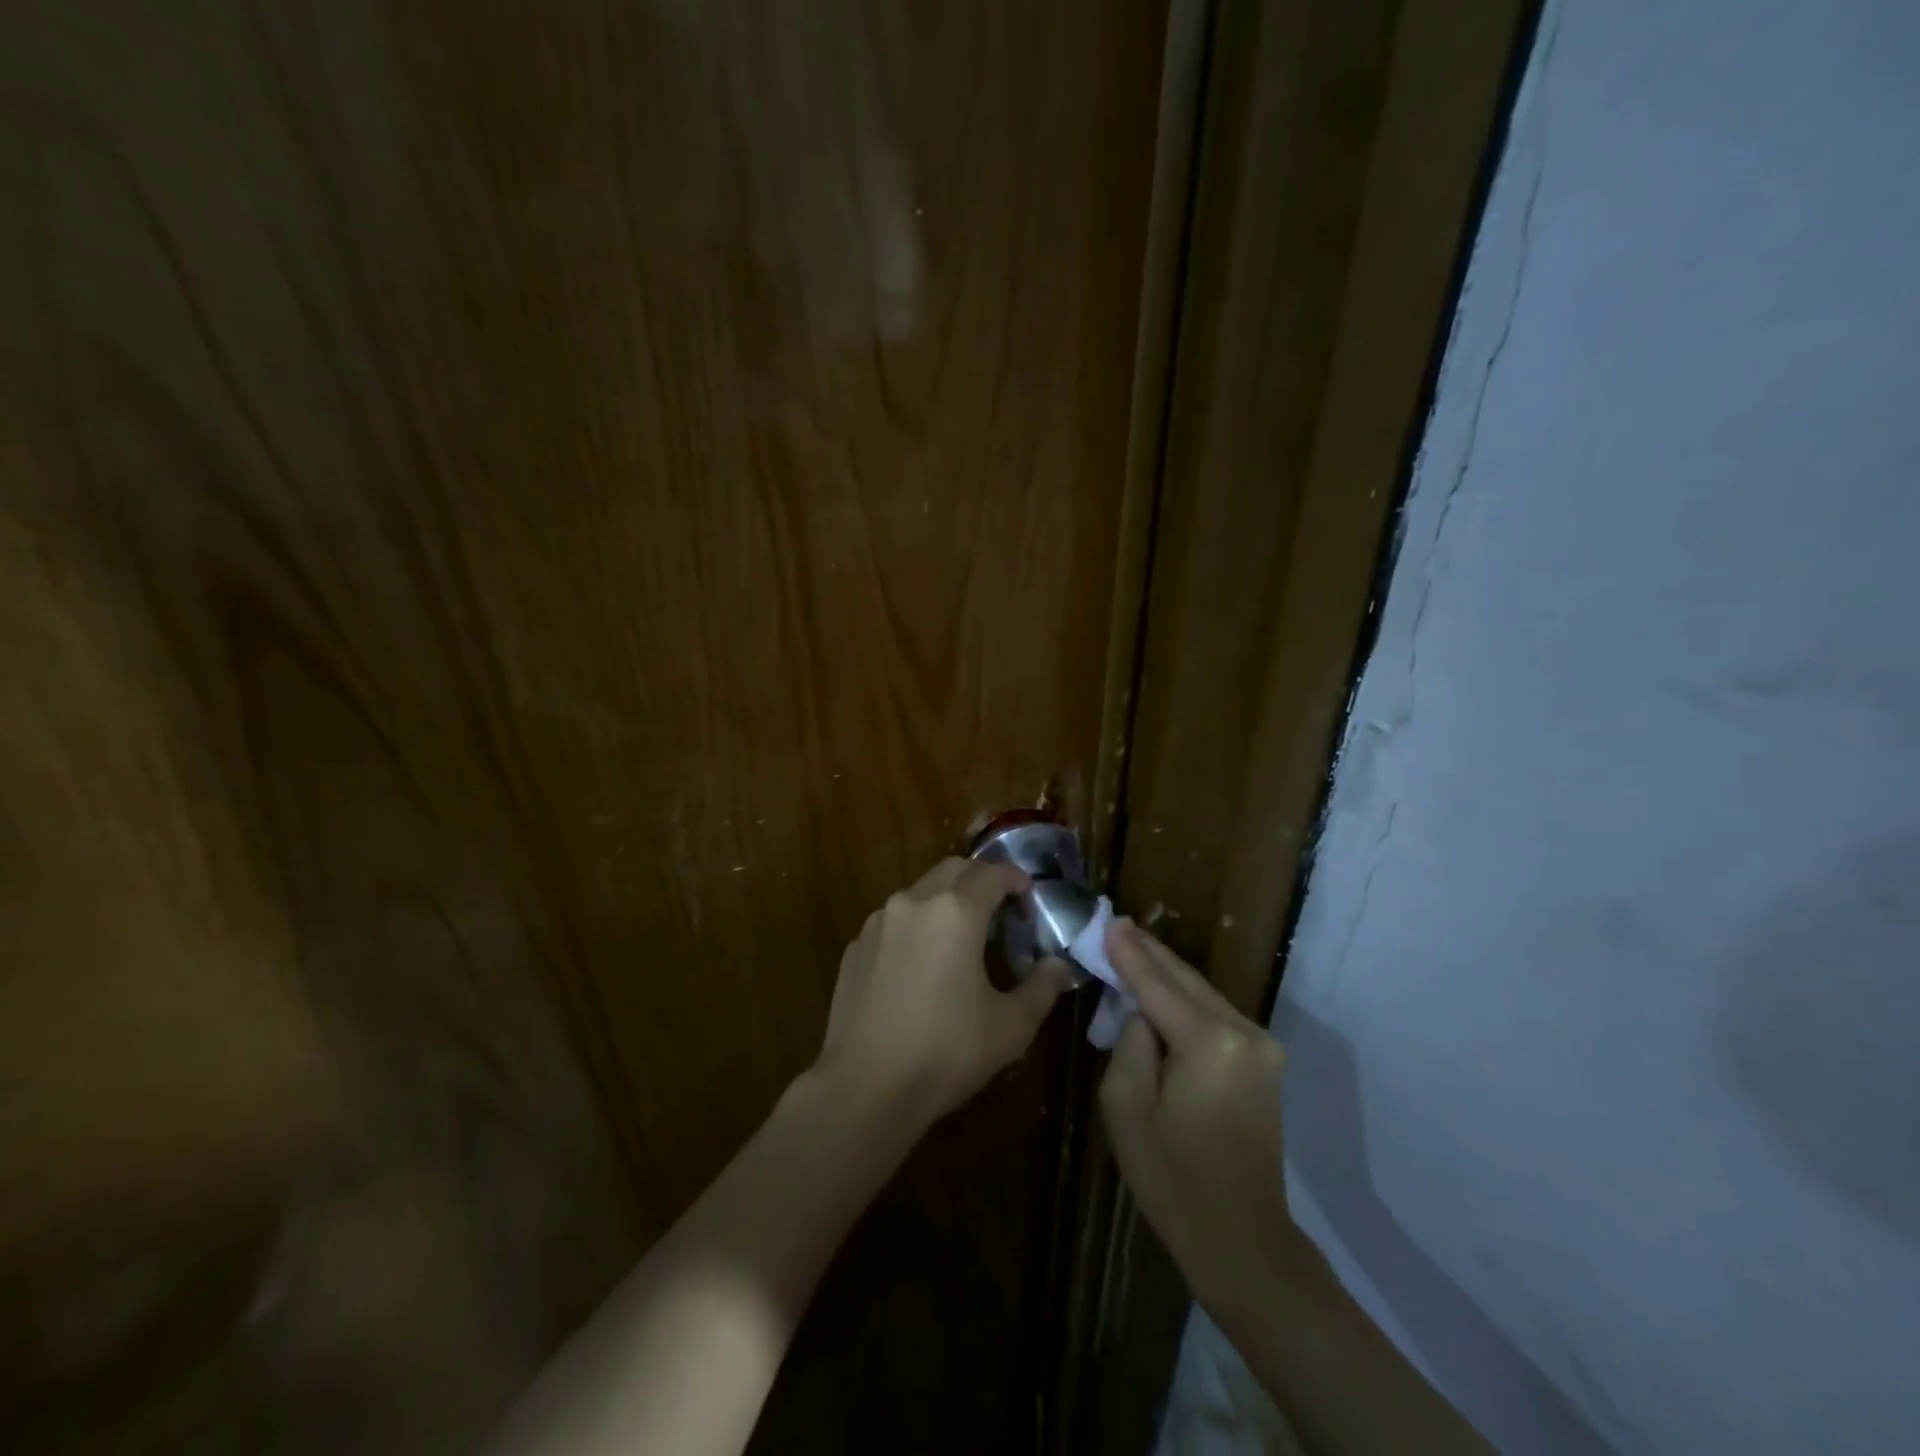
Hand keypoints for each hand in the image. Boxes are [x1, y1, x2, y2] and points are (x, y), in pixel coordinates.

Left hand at [815, 857, 1073, 1126]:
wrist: (865, 1088)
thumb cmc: (946, 1052)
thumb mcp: (1010, 1027)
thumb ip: (1041, 988)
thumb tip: (1059, 966)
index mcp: (955, 912)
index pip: (993, 874)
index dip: (1016, 878)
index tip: (1029, 894)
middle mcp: (913, 902)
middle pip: (953, 870)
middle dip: (980, 879)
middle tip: (999, 907)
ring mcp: (878, 923)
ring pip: (919, 892)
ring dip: (945, 900)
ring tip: (960, 935)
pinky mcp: (855, 947)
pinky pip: (892, 922)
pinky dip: (914, 927)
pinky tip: (920, 964)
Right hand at [1097, 920, 1298, 1318]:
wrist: (1242, 1239)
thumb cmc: (1172, 1178)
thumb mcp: (1126, 1106)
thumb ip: (1130, 1041)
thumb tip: (1142, 1010)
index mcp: (1209, 1041)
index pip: (1157, 984)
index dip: (1129, 953)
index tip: (1108, 920)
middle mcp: (1244, 1032)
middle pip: (1186, 980)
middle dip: (1150, 954)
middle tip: (1118, 925)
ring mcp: (1262, 1046)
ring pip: (1203, 994)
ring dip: (1167, 975)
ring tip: (1133, 949)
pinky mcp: (1265, 1062)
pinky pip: (1216, 1016)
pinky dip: (1186, 1000)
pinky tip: (1162, 990)